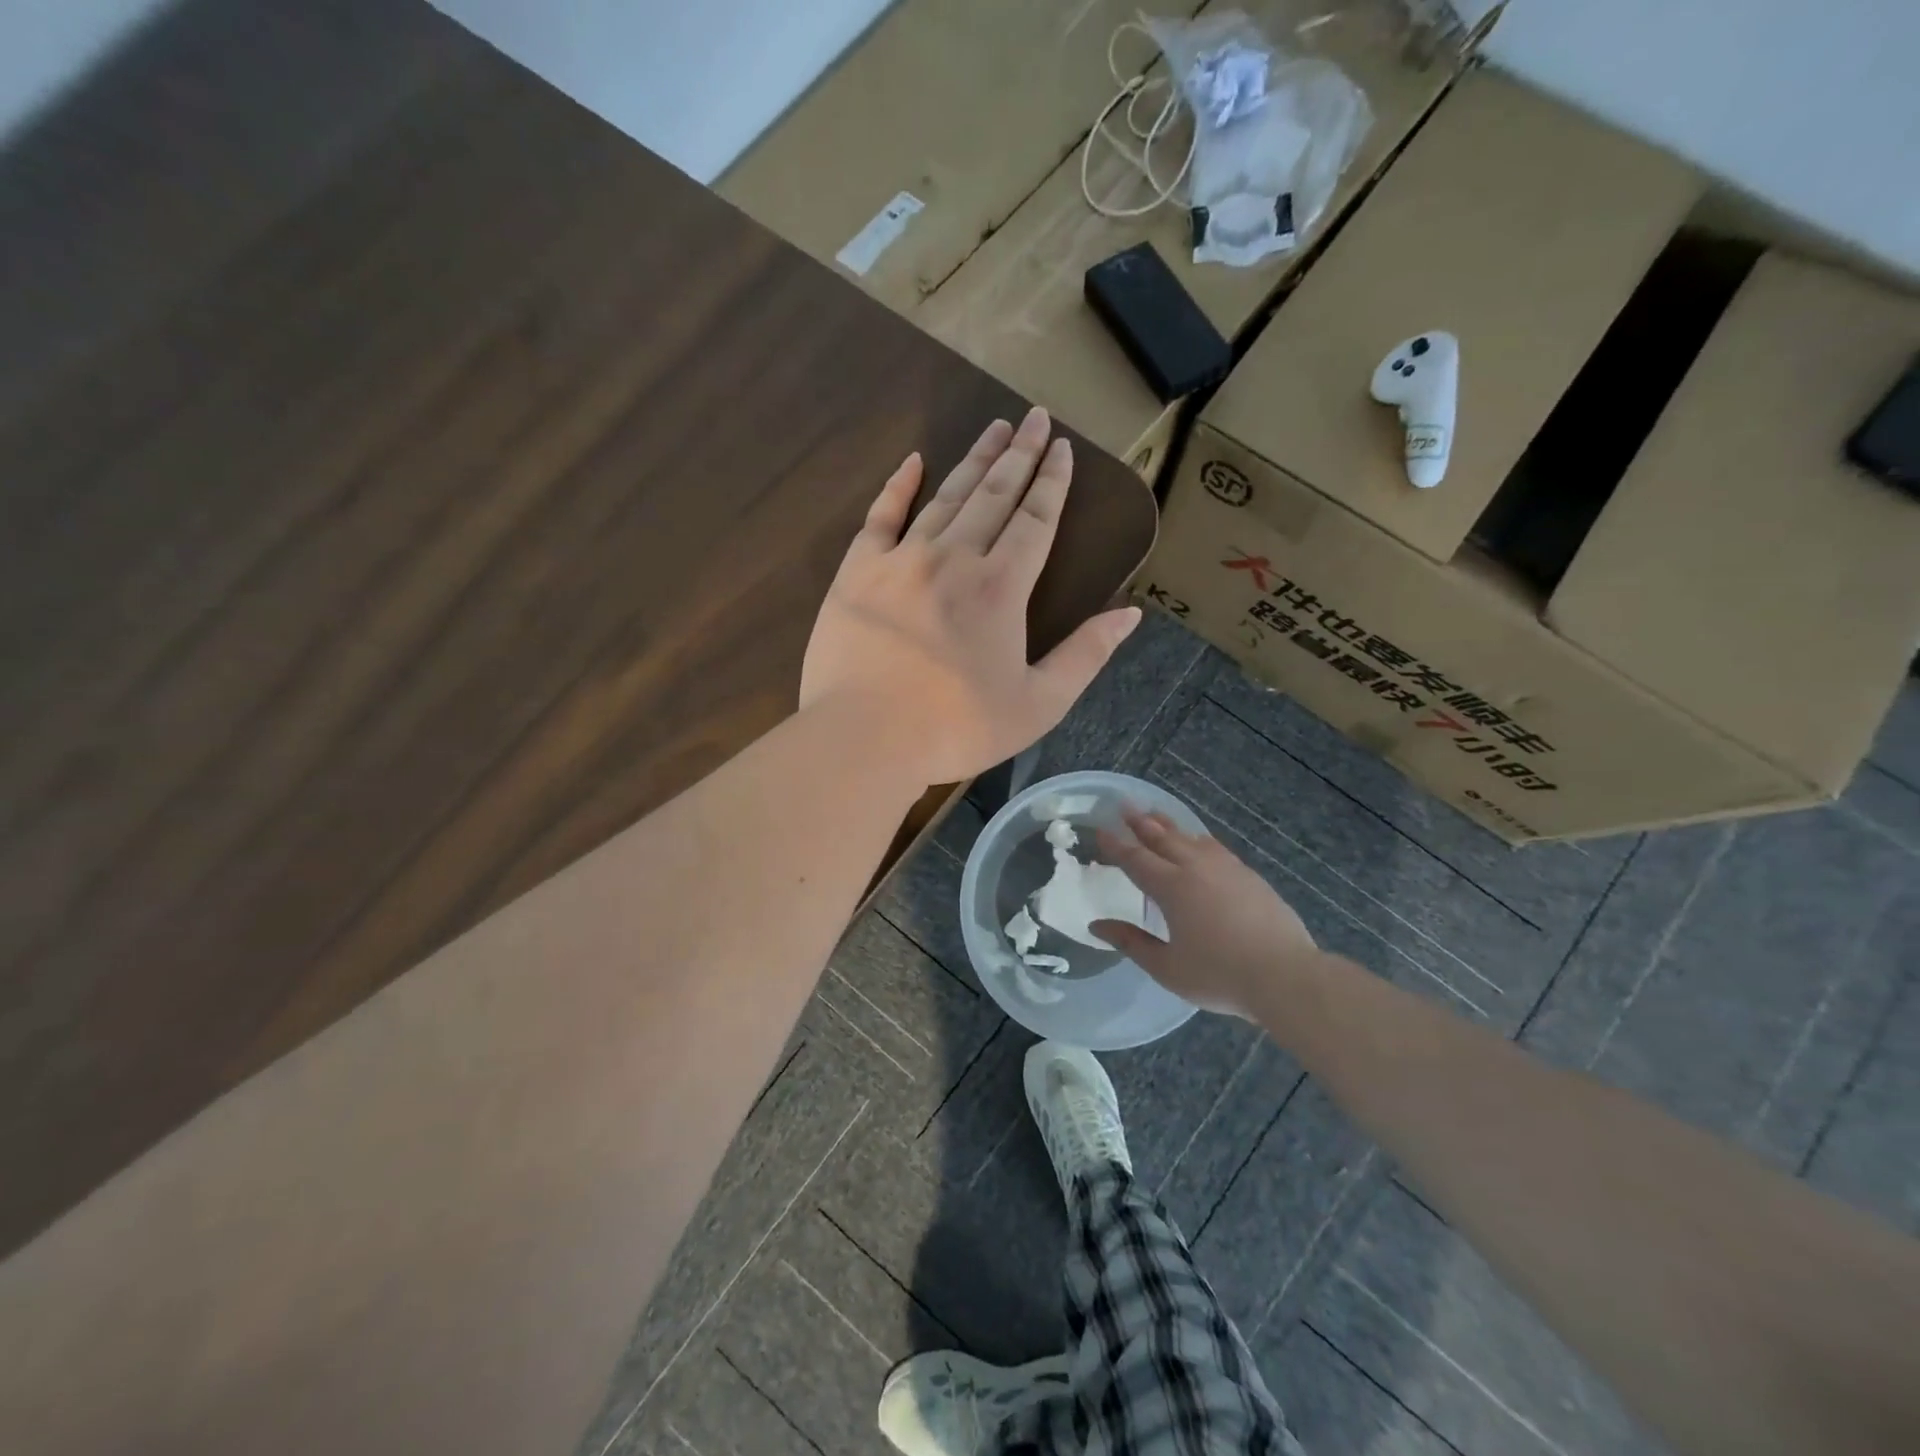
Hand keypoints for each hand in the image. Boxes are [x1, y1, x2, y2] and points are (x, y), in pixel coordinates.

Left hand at [801, 408, 1140, 786]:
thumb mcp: (1038, 705)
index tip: (1062, 447)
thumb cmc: (956, 729)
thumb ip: (1085, 655)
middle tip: (1034, 418)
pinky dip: (898, 487)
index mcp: (1001, 588)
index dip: (1053, 482)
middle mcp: (954, 558)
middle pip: (994, 495)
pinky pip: (880, 517)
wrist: (865, 738)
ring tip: (994, 429)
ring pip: (945, 497)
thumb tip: (1130, 614)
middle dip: (1019, 454)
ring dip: (973, 460)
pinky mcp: (858, 572)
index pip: (1036, 520)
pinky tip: (913, 461)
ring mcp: (901, 560)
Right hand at [1092, 808, 1316, 1019]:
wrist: (1285, 976)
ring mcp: (1226, 869)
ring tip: (1155, 815)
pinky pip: (1214, 847)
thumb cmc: (1219, 975)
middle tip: (1125, 806)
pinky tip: (1198, 841)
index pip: (1135, 859)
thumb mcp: (1167, 967)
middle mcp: (1196, 868)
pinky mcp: (1249, 876)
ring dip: (1169, 825)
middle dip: (1140, 822)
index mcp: (1171, 888)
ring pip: (1190, 838)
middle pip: (1162, 838)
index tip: (1101, 830)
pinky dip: (1197, 838)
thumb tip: (1097, 926)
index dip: (1116, 845)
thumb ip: (1131, 942)